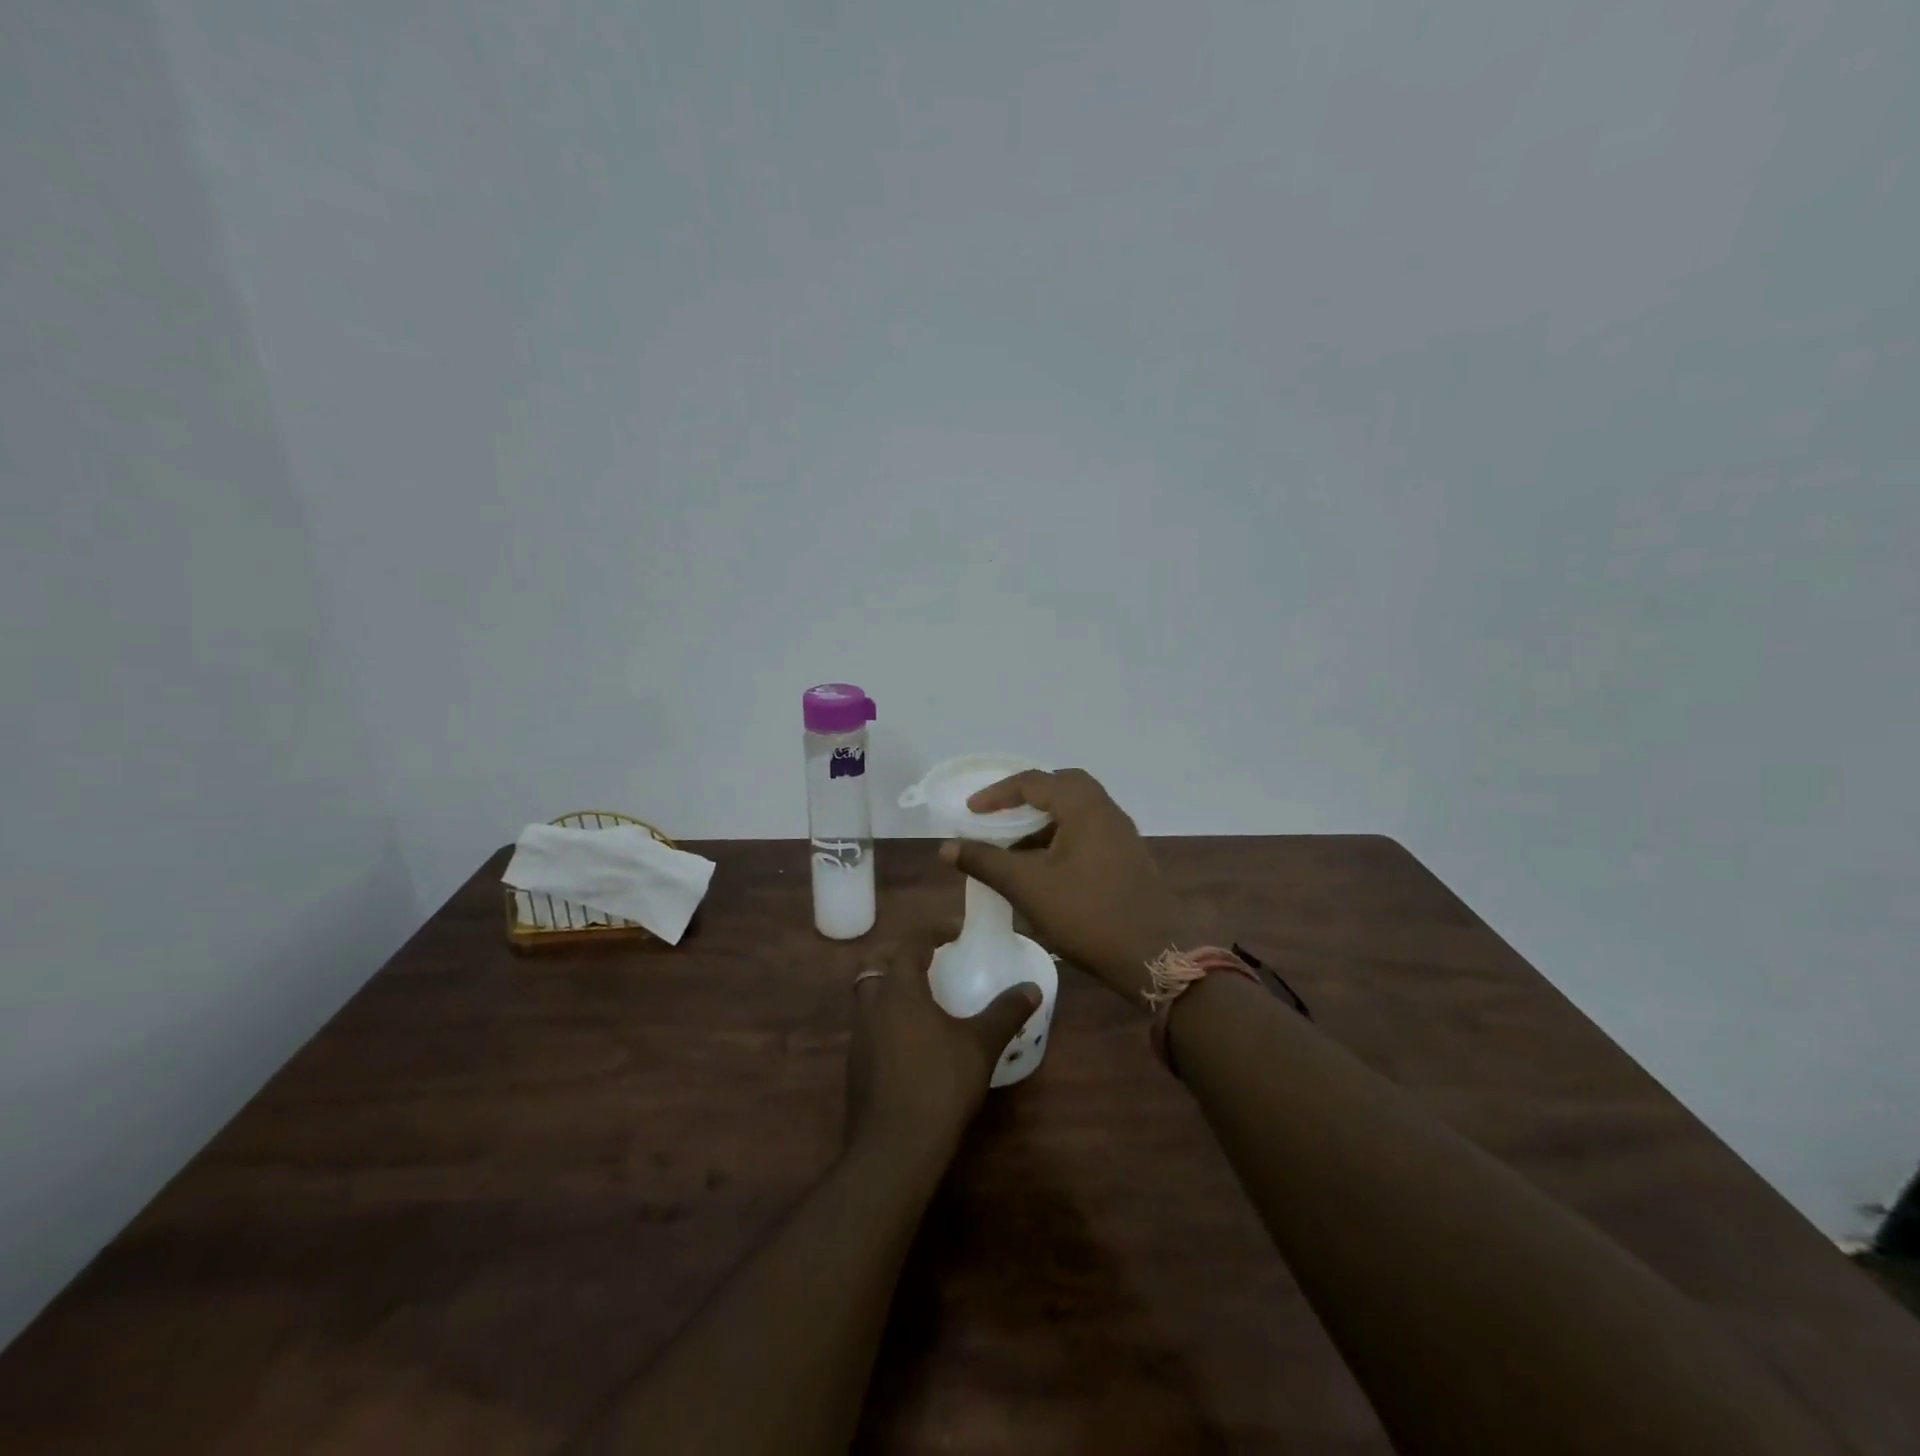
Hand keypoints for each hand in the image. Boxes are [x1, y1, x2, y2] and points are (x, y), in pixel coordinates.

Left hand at [844, 928, 1040, 1160]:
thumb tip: (1032, 988)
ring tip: (923, 994)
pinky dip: (887, 1014)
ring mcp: (859, 1037)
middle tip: (929, 956)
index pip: (910, 944)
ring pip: (868, 993)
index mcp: (899, 990)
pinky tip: (912, 1037)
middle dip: (900, 952)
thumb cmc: (939, 1085)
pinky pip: (869, 1023)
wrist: (893, 1149)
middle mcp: (872, 1005)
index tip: (956, 931)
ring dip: (891, 983)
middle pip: (876, 962)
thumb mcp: (980, 1045)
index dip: (933, 931)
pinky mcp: (856, 1065)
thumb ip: (1005, 1012)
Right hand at [940, 768, 1184, 1006]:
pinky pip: (1088, 833)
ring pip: (1077, 811)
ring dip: (1045, 820)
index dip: (998, 794)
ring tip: (1015, 846)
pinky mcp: (1128, 859)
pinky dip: (1061, 838)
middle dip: (1028, 796)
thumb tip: (947, 847)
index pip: (1035, 782)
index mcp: (1085, 808)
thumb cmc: (1088, 915)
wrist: (1154, 956)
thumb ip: (986, 862)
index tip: (971, 811)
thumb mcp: (1028, 887)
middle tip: (1001, 814)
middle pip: (1063, 786)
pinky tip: (1044, 869)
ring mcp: (1122, 836)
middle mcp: (1107, 812)